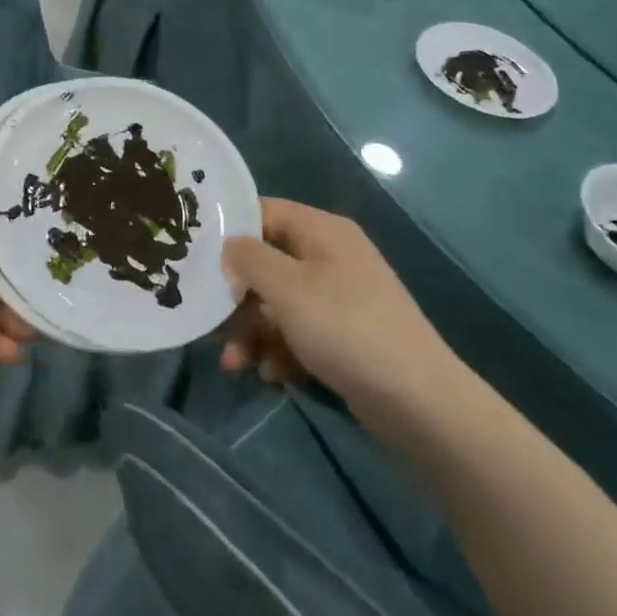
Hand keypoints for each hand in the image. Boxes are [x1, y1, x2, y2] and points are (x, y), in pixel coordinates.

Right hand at [221, 200, 460, 435]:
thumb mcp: (287, 288)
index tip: (197, 256)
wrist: (419, 403)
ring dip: (253, 332)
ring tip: (236, 364)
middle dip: (237, 298)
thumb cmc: (345, 329)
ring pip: (279, 303)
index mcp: (322, 231)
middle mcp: (331, 257)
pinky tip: (272, 376)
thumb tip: (230, 246)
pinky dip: (280, 351)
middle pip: (268, 263)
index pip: (265, 212)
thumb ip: (249, 259)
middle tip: (211, 324)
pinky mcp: (346, 336)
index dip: (230, 230)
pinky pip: (300, 333)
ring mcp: (341, 298)